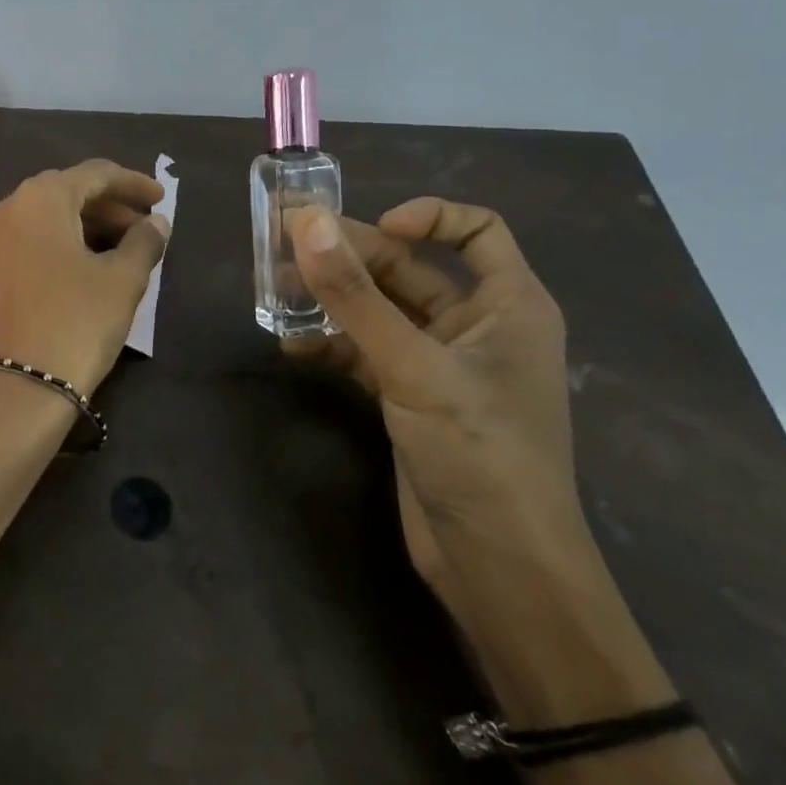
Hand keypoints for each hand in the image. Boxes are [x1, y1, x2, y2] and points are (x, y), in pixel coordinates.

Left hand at [0, 160, 169, 398]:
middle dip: (105, 208)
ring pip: (36, 225)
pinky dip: (46, 254)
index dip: (132, 183)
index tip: (161, 199)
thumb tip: (156, 224)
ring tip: (110, 254)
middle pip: (62, 196)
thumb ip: (144, 242)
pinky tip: (67, 279)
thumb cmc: (76, 324)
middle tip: (140, 229)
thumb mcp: (123, 281)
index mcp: (39, 200)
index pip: (93, 174)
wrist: (15, 391)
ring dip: (76, 231)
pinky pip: (16, 253)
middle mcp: (2, 213)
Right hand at [286, 198, 586, 628]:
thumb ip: (355, 296)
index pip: (477, 231)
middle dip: (351, 258)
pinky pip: (365, 352)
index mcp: (508, 305)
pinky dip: (331, 345)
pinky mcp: (410, 398)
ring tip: (277, 293)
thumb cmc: (478, 453)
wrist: (498, 567)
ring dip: (333, 301)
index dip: (427, 217)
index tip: (369, 227)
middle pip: (409, 270)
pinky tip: (292, 348)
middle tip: (285, 249)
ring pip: (380, 311)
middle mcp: (477, 326)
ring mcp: (440, 364)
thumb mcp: (413, 367)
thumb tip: (306, 222)